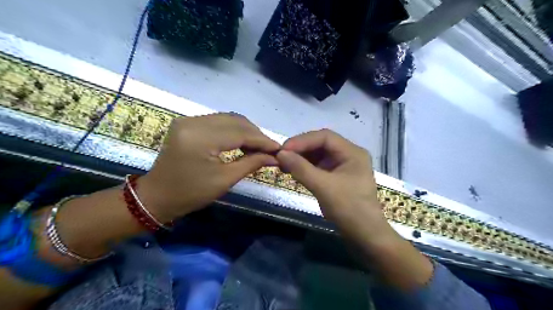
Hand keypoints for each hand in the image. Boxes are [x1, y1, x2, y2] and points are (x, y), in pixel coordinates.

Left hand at [136, 113, 278, 219]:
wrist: (157, 196)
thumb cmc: (190, 194)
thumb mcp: (224, 180)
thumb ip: (251, 163)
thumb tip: (274, 157)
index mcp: (200, 138)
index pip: (240, 133)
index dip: (263, 140)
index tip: (279, 149)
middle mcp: (193, 122)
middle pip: (236, 121)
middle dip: (256, 134)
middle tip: (270, 150)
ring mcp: (189, 120)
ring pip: (229, 119)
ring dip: (246, 131)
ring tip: (258, 147)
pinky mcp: (188, 123)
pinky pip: (219, 122)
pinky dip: (234, 130)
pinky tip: (242, 142)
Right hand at [276, 130, 387, 238]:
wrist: (365, 237)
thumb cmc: (349, 209)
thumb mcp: (323, 187)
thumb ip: (301, 168)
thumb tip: (280, 154)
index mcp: (352, 152)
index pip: (324, 137)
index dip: (302, 141)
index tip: (283, 150)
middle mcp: (349, 155)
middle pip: (321, 144)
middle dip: (301, 149)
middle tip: (281, 156)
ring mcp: (343, 167)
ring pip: (318, 155)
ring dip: (301, 158)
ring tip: (284, 164)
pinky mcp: (337, 178)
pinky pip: (319, 167)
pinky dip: (306, 168)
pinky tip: (294, 172)